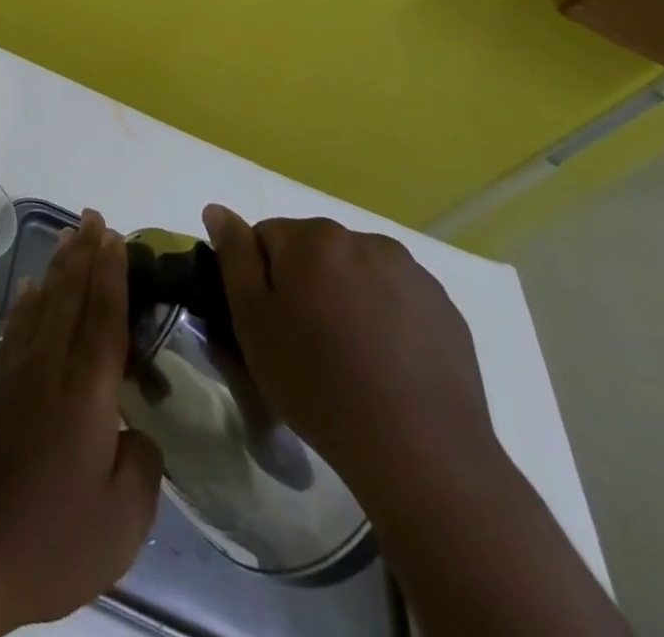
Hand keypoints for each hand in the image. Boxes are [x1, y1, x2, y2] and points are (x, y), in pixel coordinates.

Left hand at [0, 208, 163, 628]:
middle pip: (70, 296)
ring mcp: (12, 370)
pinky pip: (15, 326)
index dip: (112, 274)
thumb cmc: (50, 540)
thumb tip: (135, 431)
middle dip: (85, 254)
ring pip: (41, 303)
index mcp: (85, 393)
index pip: (104, 318)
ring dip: (57, 267)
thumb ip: (141, 466)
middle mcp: (47, 366)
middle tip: (94, 217)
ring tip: (69, 236)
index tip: (116, 237)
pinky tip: (32, 289)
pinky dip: (27, 301)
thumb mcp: (121, 523)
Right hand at [202, 205, 498, 497]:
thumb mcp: (252, 319)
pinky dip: (384, 317)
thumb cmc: (317, 382)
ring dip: (344, 296)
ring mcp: (412, 273)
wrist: (421, 454)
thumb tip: (217, 209)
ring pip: (355, 272)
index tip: (269, 322)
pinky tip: (385, 364)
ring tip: (349, 356)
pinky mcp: (446, 309)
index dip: (260, 279)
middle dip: (304, 283)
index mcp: (313, 238)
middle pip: (313, 250)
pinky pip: (396, 297)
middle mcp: (364, 240)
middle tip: (305, 342)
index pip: (265, 236)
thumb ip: (234, 255)